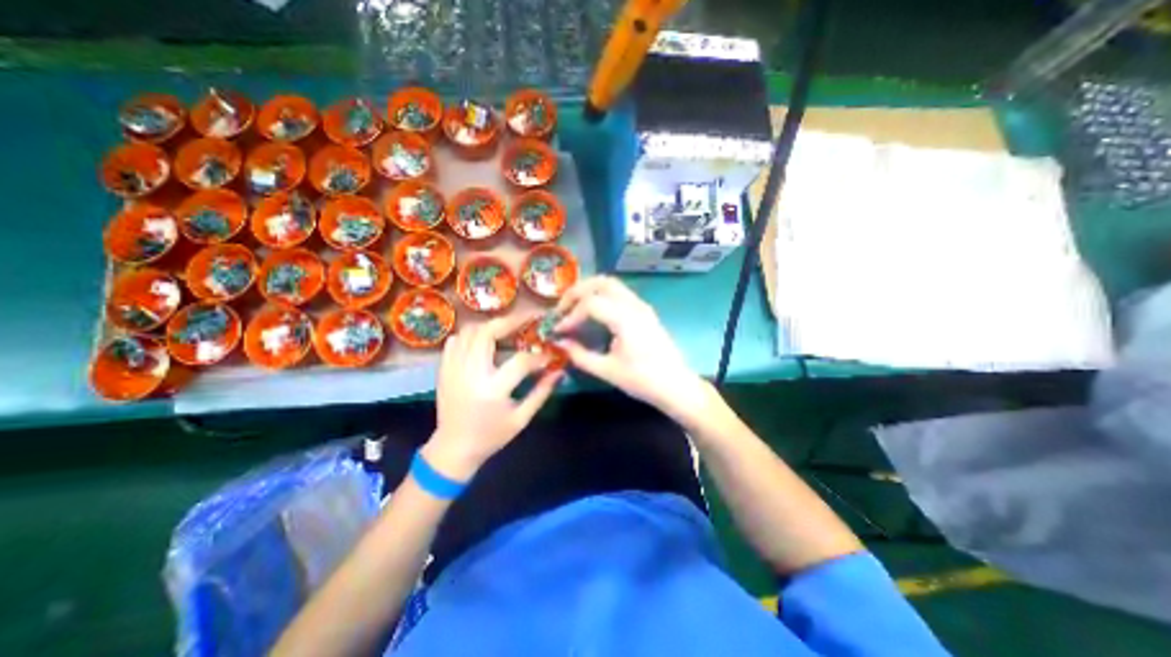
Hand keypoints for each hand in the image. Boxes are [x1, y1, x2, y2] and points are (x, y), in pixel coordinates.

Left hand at [426, 316, 561, 479]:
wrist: (453, 449)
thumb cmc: (491, 436)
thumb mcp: (521, 418)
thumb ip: (542, 392)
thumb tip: (560, 370)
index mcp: (492, 390)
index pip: (520, 362)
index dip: (539, 355)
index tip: (550, 352)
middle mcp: (470, 374)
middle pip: (487, 333)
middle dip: (510, 321)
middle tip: (527, 318)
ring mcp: (453, 369)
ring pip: (470, 332)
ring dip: (491, 325)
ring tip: (509, 326)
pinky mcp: (443, 369)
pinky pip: (455, 340)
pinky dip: (471, 334)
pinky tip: (485, 338)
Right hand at [555, 278, 713, 426]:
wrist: (676, 385)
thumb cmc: (643, 380)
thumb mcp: (607, 371)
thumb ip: (580, 355)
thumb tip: (560, 343)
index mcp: (625, 318)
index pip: (590, 303)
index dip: (570, 315)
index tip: (558, 330)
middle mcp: (634, 305)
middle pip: (601, 282)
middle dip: (577, 292)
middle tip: (562, 309)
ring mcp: (642, 306)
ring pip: (611, 284)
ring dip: (590, 290)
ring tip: (574, 307)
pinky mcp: (645, 311)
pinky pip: (620, 293)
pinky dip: (601, 295)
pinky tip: (593, 312)